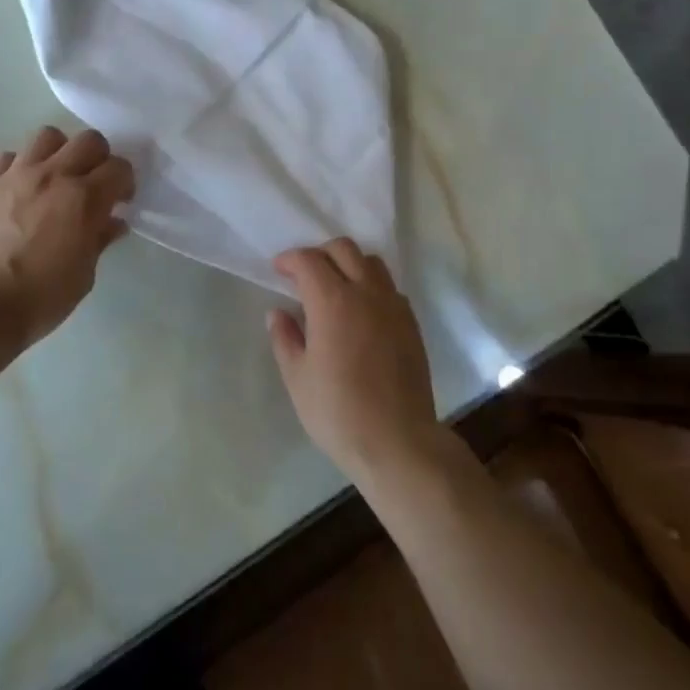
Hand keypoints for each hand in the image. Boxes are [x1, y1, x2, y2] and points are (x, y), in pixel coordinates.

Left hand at [0, 126, 135, 347]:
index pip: (119, 168)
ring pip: (48, 136)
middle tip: (94, 183)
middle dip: (99, 158)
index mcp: (84, 198)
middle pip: (89, 140)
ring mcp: (17, 175)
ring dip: (60, 152)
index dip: (125, 182)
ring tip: (58, 176)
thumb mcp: (84, 274)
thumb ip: (99, 239)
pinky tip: (23, 188)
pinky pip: (10, 157)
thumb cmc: (41, 296)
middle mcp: (54, 175)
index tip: (121, 200)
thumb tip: (112, 222)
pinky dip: (22, 166)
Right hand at [268, 239, 441, 483]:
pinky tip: (361, 312)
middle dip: (319, 253)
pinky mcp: (411, 323)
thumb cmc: (338, 412)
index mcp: (332, 301)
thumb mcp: (297, 378)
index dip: (289, 259)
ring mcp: (393, 306)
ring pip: (372, 262)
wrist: (397, 441)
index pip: (309, 260)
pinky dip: (371, 286)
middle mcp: (366, 293)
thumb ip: (285, 338)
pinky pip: (389, 287)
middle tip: (304, 275)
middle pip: (343, 249)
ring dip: (349, 264)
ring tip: (335, 288)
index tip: (278, 270)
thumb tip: (278, 313)